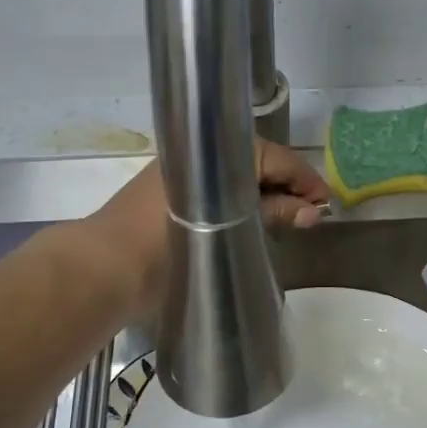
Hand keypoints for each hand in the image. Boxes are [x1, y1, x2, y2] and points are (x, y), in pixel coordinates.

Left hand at [86, 140, 331, 317]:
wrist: (100, 272)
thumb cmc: (165, 249)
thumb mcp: (228, 231)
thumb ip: (272, 216)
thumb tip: (314, 212)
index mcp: (211, 155)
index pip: (273, 156)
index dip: (304, 178)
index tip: (326, 202)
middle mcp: (195, 158)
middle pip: (255, 163)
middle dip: (286, 186)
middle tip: (310, 214)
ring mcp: (179, 177)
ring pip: (236, 178)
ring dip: (264, 196)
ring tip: (288, 220)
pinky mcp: (168, 199)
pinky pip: (217, 191)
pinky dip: (240, 204)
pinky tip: (252, 224)